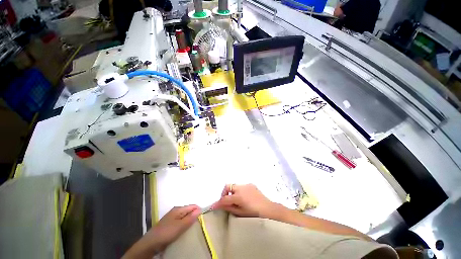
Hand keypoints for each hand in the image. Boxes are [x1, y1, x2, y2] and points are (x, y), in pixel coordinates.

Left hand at [147, 205, 200, 249]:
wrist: (151, 242)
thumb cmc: (167, 232)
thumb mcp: (180, 226)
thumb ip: (190, 218)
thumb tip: (200, 209)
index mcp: (179, 209)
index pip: (192, 206)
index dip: (198, 211)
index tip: (202, 218)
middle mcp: (176, 211)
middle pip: (189, 211)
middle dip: (194, 216)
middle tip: (198, 224)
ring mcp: (173, 217)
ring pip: (185, 216)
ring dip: (189, 221)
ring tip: (193, 228)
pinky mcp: (170, 224)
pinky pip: (181, 222)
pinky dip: (184, 225)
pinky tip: (185, 230)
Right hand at [212, 184, 278, 217]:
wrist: (268, 209)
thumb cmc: (254, 214)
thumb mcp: (241, 213)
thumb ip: (230, 208)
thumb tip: (220, 205)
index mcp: (239, 196)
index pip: (224, 199)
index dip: (218, 203)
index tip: (213, 206)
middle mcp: (241, 188)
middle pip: (228, 186)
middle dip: (224, 193)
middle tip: (226, 201)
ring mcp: (246, 185)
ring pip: (234, 185)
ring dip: (232, 191)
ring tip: (236, 200)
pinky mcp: (251, 184)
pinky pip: (241, 186)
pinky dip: (239, 190)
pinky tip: (244, 198)